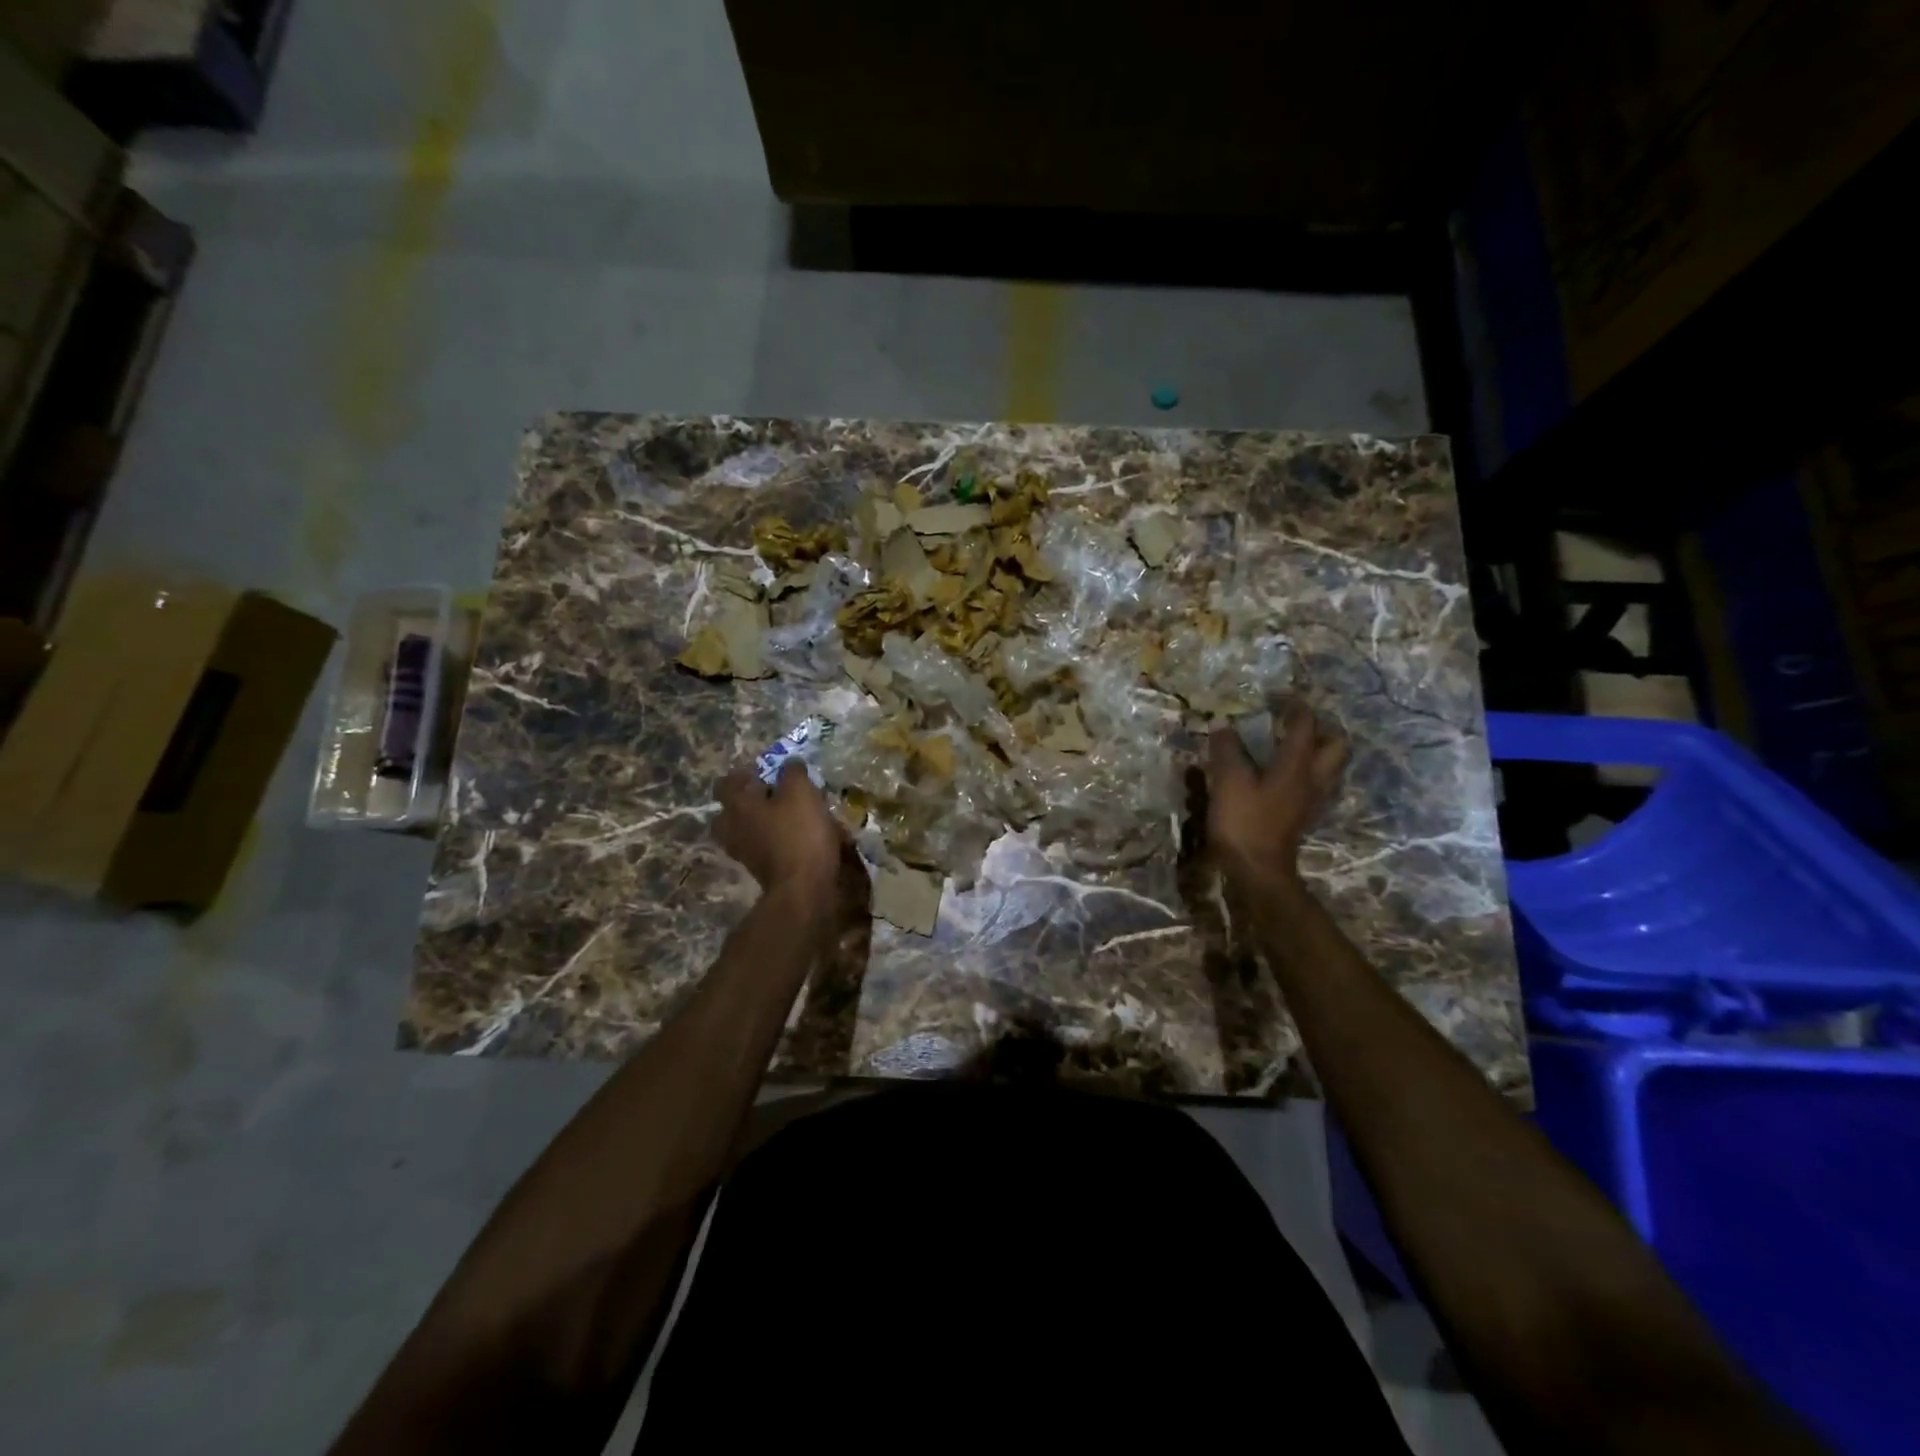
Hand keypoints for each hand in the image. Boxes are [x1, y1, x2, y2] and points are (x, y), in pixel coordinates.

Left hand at [714, 762, 842, 899]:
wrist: (803, 888)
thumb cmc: (799, 833)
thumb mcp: (801, 792)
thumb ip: (792, 773)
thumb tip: (790, 764)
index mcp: (738, 806)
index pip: (725, 784)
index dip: (742, 775)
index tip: (762, 772)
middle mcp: (733, 829)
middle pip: (729, 811)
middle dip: (747, 802)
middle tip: (770, 795)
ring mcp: (744, 853)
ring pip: (745, 831)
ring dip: (760, 822)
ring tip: (786, 816)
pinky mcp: (760, 870)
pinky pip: (760, 847)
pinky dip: (772, 840)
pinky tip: (795, 837)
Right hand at [1206, 704, 1348, 883]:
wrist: (1257, 870)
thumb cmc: (1244, 821)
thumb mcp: (1228, 781)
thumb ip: (1227, 749)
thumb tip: (1222, 724)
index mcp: (1297, 764)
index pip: (1305, 724)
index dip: (1294, 706)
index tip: (1277, 697)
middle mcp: (1314, 777)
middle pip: (1336, 744)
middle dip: (1320, 728)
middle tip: (1293, 724)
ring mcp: (1314, 798)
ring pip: (1330, 765)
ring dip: (1317, 750)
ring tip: (1288, 746)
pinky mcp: (1305, 814)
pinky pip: (1317, 783)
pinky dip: (1306, 771)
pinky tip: (1282, 774)